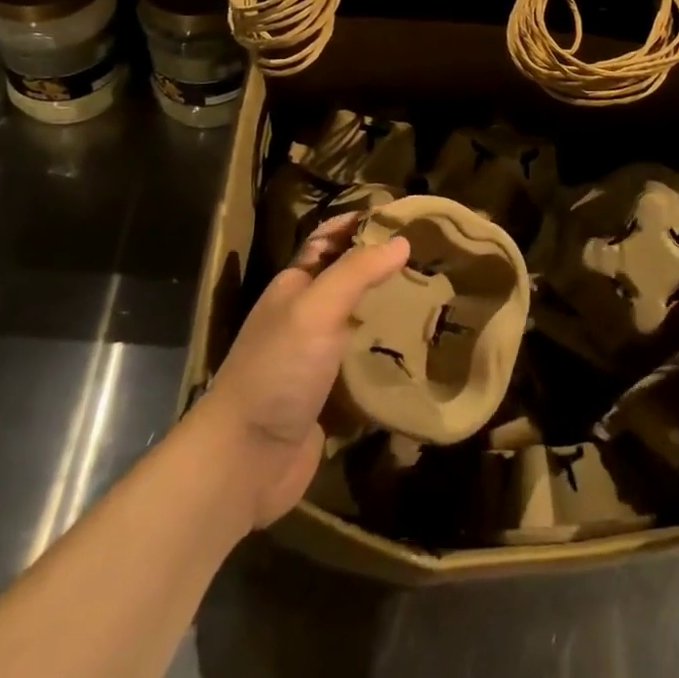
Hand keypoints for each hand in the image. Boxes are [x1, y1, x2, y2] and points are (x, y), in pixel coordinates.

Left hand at [192, 214, 408, 530]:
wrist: (244, 461)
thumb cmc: (277, 371)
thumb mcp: (316, 309)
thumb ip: (356, 272)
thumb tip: (400, 241)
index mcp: (294, 287)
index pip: (329, 241)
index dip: (359, 224)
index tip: (403, 216)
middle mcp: (304, 318)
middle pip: (347, 282)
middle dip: (383, 268)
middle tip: (431, 259)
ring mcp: (314, 359)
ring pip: (358, 324)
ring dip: (389, 312)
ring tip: (435, 300)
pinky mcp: (328, 398)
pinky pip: (363, 367)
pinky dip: (387, 357)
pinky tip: (421, 353)